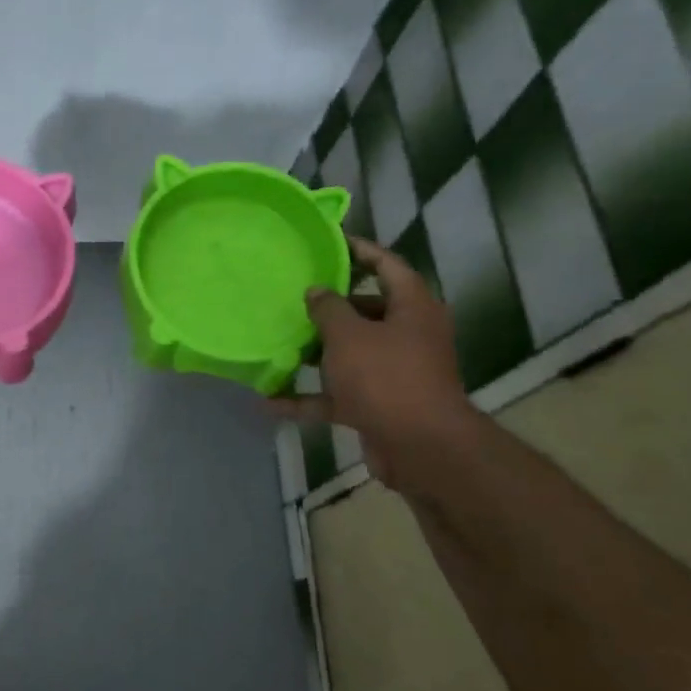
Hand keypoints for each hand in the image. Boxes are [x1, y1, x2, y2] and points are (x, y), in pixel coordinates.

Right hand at [270, 237, 477, 493]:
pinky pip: (338, 394)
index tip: (328, 242)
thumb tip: (317, 291)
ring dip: (315, 353)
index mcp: (412, 308)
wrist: (420, 448)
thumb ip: (328, 309)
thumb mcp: (349, 335)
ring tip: (278, 342)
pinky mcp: (379, 405)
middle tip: (294, 296)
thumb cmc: (386, 377)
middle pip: (367, 311)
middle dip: (330, 307)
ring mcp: (394, 372)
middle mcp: (408, 335)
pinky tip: (270, 401)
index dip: (359, 250)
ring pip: (350, 353)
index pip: (387, 266)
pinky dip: (308, 397)